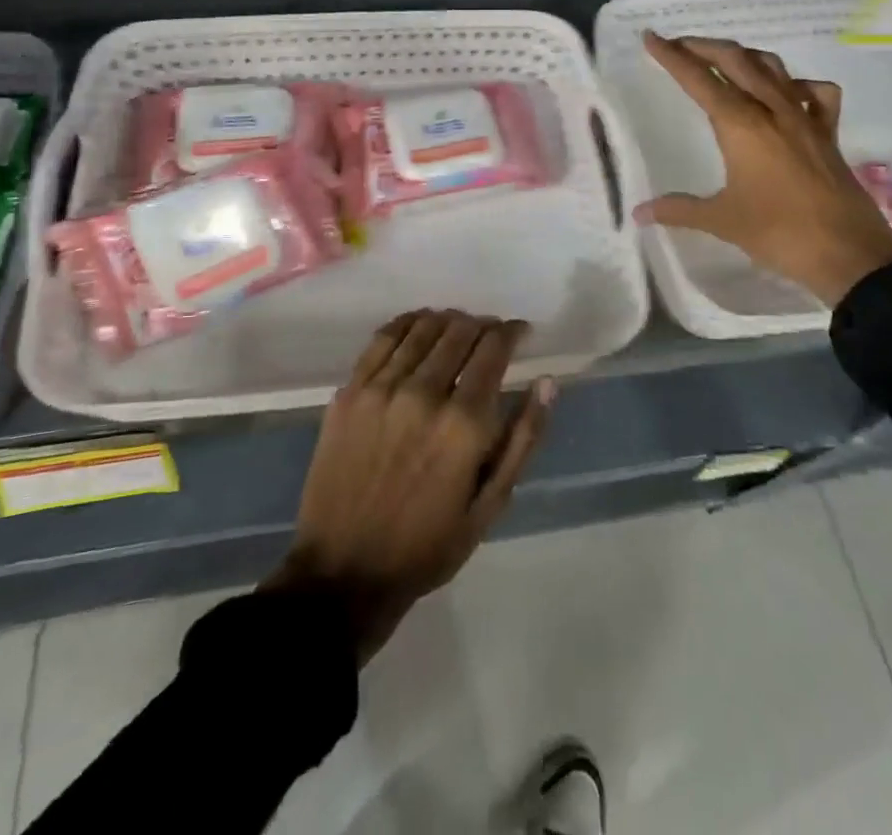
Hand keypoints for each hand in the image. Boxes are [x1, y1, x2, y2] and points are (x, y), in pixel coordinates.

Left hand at [265, 309, 554, 662]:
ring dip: (448, 320)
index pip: (493, 349)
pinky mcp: (349, 392)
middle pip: (459, 331)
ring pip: (422, 328)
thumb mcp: (490, 505)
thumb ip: (523, 438)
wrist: (344, 571)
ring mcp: (380, 389)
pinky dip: (407, 323)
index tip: (520, 332)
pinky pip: (382, 339)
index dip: (512, 332)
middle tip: (491, 334)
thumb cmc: (427, 545)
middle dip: (483, 325)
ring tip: (458, 327)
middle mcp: (423, 393)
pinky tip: (419, 325)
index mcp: (463, 424)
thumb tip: (547, 382)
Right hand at [637, 31, 891, 306]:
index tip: (651, 37)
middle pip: (735, 60)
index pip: (699, 80)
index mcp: (741, 125)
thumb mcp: (722, 220)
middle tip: (678, 45)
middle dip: (703, 47)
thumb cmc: (779, 233)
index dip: (672, 57)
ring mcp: (805, 118)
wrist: (849, 253)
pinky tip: (787, 93)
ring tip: (723, 59)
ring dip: (743, 56)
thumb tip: (639, 213)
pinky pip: (814, 93)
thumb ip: (679, 210)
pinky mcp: (828, 133)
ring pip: (772, 67)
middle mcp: (772, 110)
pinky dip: (795, 84)